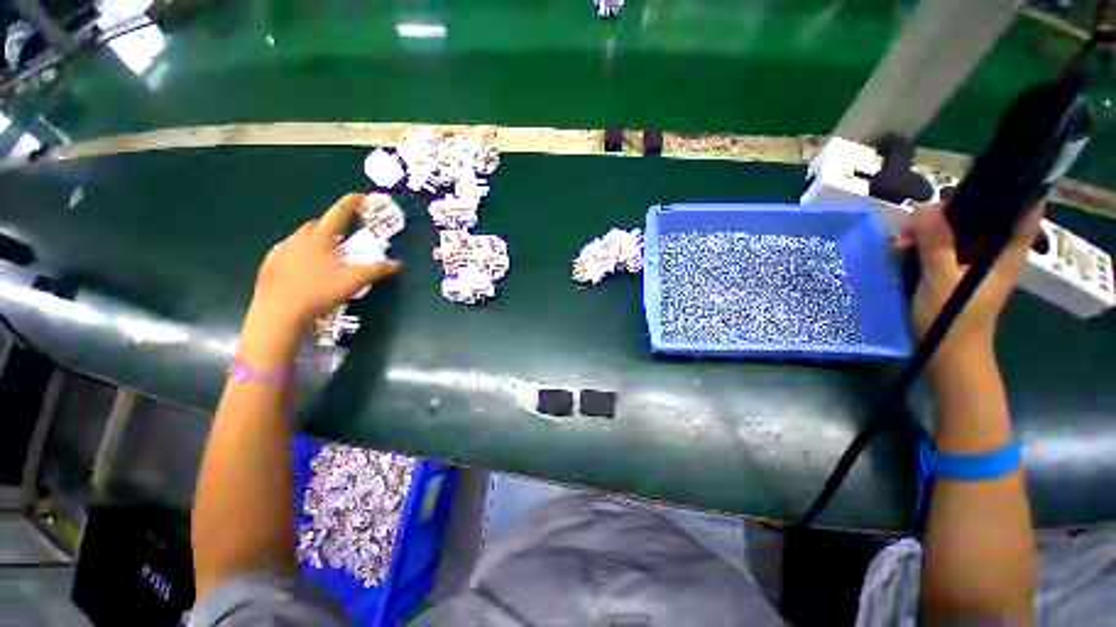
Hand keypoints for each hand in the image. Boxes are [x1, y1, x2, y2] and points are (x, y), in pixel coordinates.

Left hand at [249, 194, 400, 332]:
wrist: (279, 311)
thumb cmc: (319, 292)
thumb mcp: (353, 281)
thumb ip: (376, 270)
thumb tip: (397, 263)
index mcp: (319, 238)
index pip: (338, 214)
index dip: (350, 204)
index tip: (361, 197)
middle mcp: (298, 238)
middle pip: (317, 224)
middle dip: (332, 225)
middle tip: (344, 235)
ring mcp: (281, 250)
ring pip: (301, 237)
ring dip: (315, 239)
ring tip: (325, 254)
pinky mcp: (270, 263)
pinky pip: (288, 250)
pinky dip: (300, 252)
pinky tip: (305, 267)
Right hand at [897, 203, 1042, 361]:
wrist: (948, 355)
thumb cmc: (953, 320)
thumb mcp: (941, 281)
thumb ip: (937, 245)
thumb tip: (929, 209)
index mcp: (1005, 253)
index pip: (1023, 210)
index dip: (1010, 189)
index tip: (982, 178)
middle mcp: (995, 252)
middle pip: (983, 216)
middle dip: (951, 211)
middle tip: (917, 221)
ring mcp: (975, 263)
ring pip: (959, 231)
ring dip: (931, 229)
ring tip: (902, 238)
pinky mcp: (957, 271)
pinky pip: (944, 246)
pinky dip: (925, 243)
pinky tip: (903, 249)